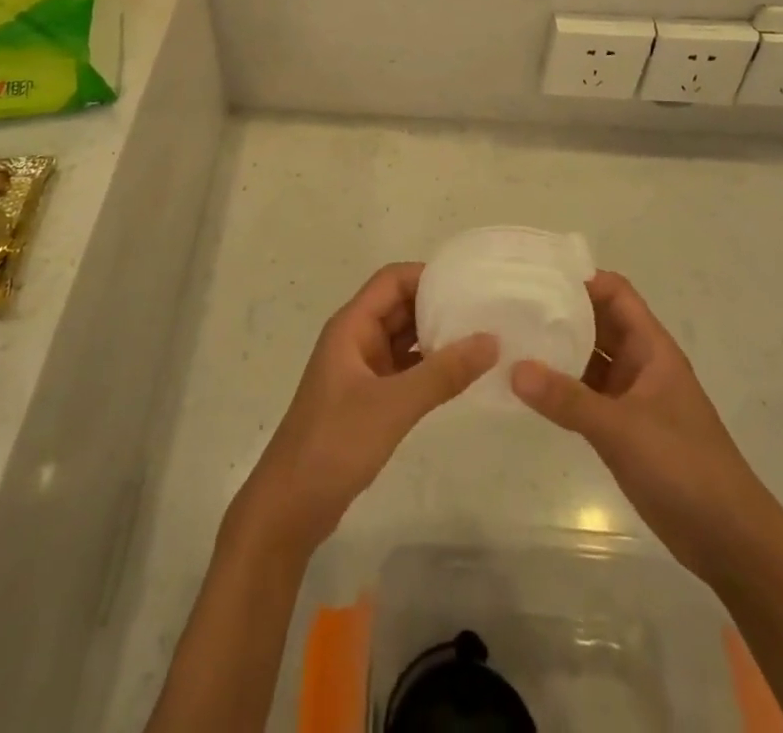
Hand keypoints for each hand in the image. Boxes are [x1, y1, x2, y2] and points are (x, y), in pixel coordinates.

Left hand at [234, 263, 496, 557]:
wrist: (291, 506)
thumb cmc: (335, 443)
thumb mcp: (393, 405)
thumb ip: (443, 373)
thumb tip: (491, 340)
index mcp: (352, 326)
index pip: (392, 280)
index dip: (428, 276)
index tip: (470, 284)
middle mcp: (356, 339)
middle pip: (400, 306)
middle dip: (438, 305)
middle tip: (486, 311)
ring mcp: (361, 369)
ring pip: (403, 338)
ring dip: (436, 337)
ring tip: (482, 339)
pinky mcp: (368, 399)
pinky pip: (404, 369)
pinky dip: (429, 367)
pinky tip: (460, 376)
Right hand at [510, 270, 777, 582]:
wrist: (730, 541)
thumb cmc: (685, 467)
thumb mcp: (623, 429)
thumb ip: (568, 399)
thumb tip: (513, 369)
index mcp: (651, 348)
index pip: (615, 293)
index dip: (580, 279)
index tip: (536, 275)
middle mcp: (640, 364)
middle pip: (597, 322)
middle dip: (560, 311)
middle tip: (511, 303)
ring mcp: (631, 397)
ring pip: (588, 358)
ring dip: (556, 350)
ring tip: (510, 338)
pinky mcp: (623, 429)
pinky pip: (585, 394)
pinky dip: (560, 387)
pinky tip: (527, 387)